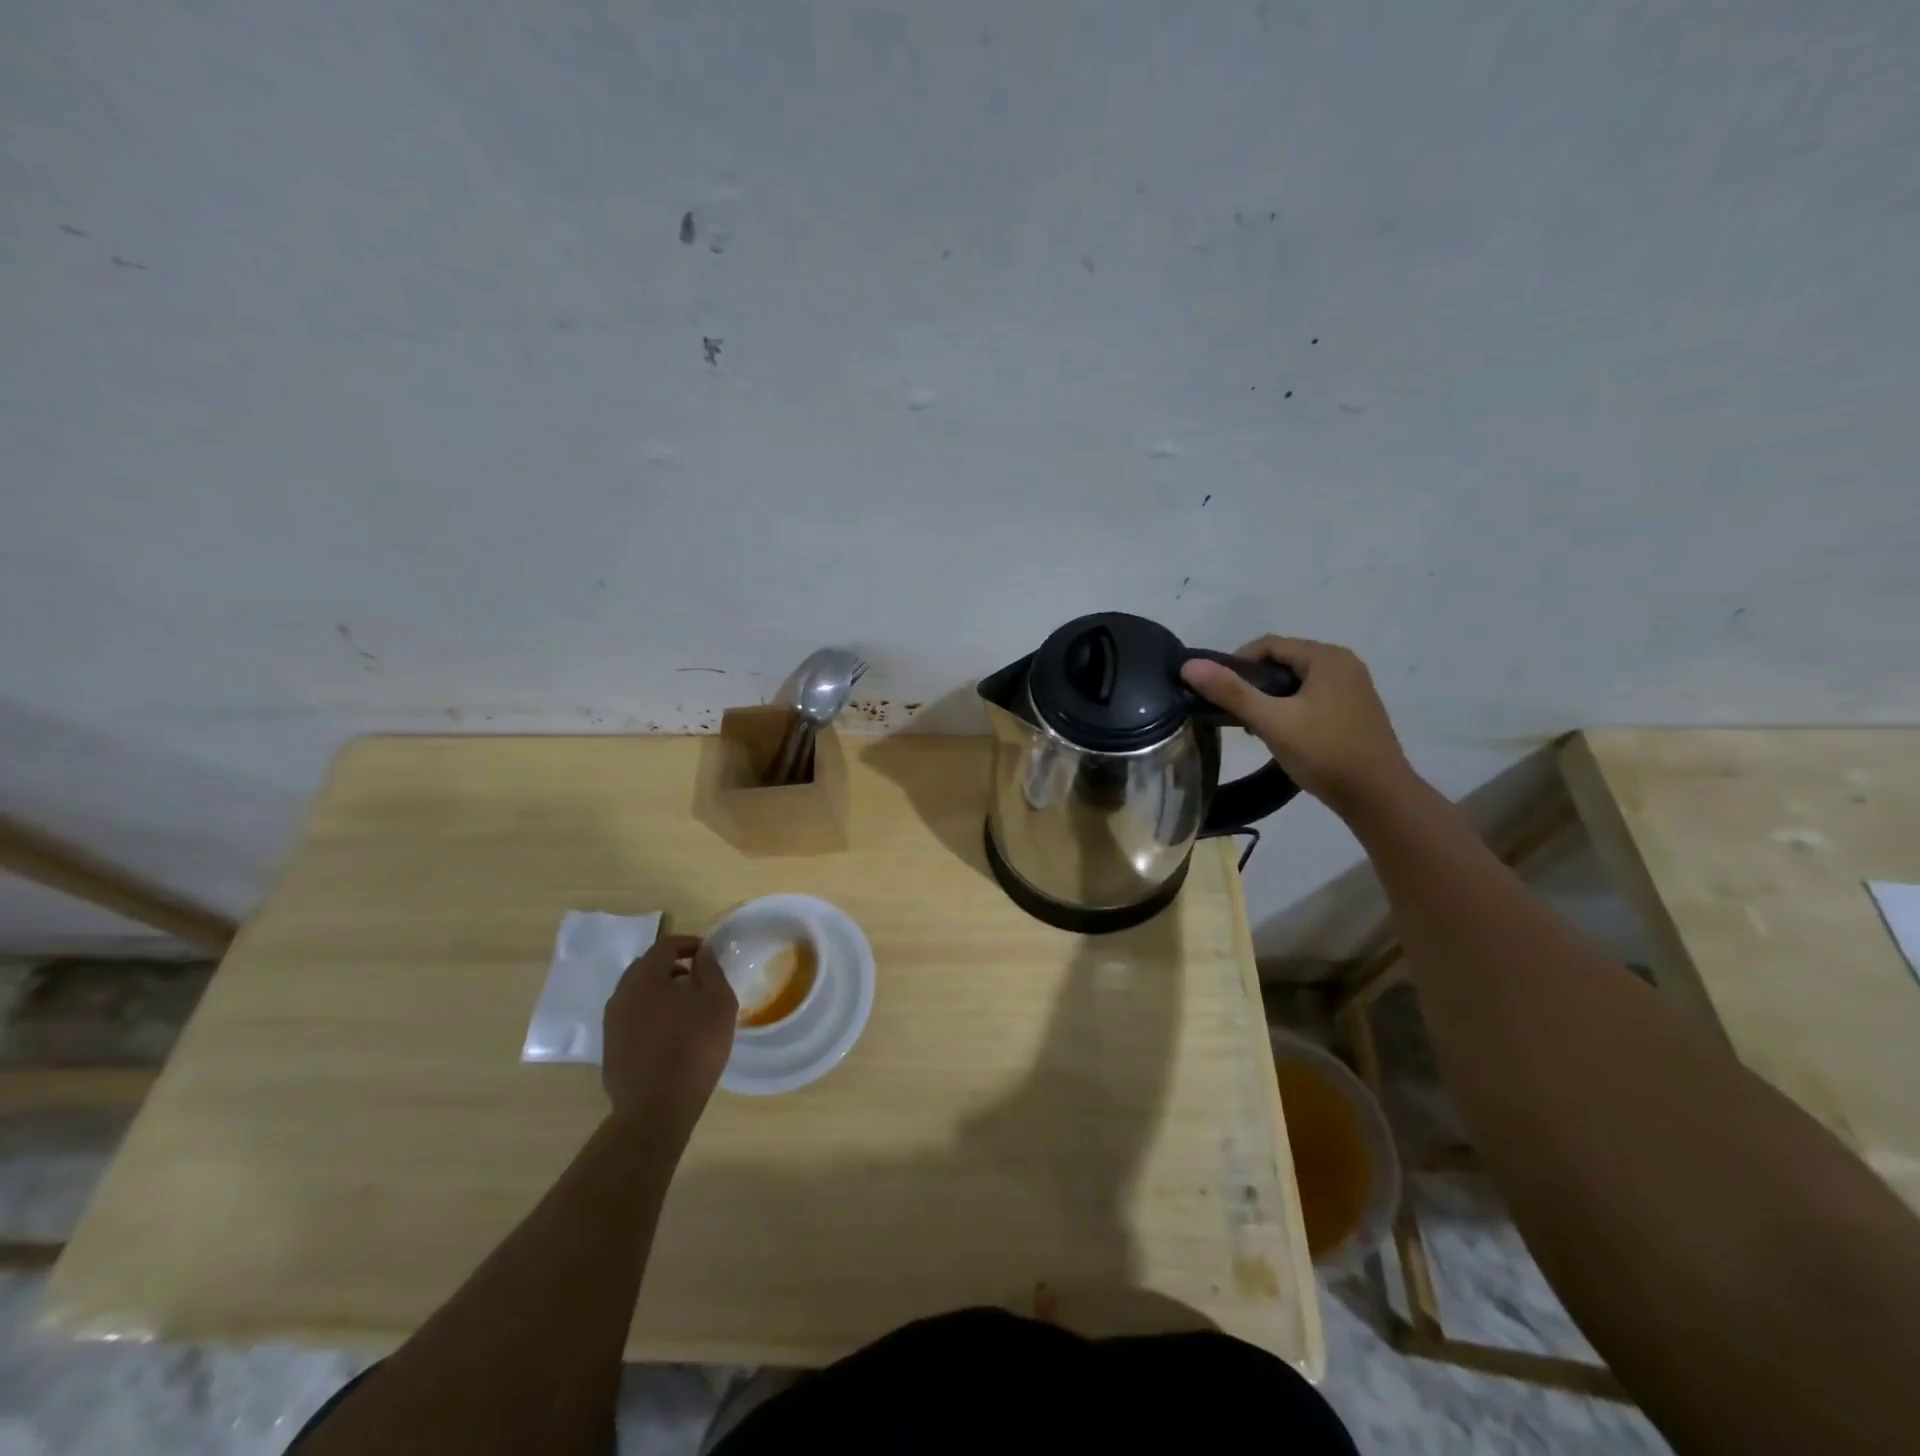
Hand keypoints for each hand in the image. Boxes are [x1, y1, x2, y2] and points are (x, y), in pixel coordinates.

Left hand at [602, 932, 736, 1145]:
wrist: (656, 1108)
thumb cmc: (694, 1047)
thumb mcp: (718, 1002)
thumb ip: (710, 970)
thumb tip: (702, 952)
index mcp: (646, 977)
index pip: (665, 945)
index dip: (689, 944)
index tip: (708, 953)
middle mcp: (622, 994)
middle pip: (646, 967)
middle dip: (672, 966)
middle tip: (697, 978)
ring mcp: (612, 1023)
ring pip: (637, 994)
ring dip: (660, 991)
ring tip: (685, 1007)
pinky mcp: (611, 1048)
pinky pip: (632, 1018)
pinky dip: (650, 1014)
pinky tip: (670, 1034)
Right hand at [1180, 636, 1415, 814]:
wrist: (1378, 797)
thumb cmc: (1325, 753)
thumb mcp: (1272, 722)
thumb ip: (1231, 692)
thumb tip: (1189, 665)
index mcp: (1327, 657)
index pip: (1268, 645)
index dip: (1235, 664)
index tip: (1216, 693)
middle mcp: (1343, 664)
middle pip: (1283, 662)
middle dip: (1253, 684)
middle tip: (1233, 714)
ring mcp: (1353, 688)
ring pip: (1296, 682)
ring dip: (1270, 699)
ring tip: (1253, 728)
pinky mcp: (1355, 710)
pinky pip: (1312, 698)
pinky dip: (1290, 709)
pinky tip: (1282, 735)